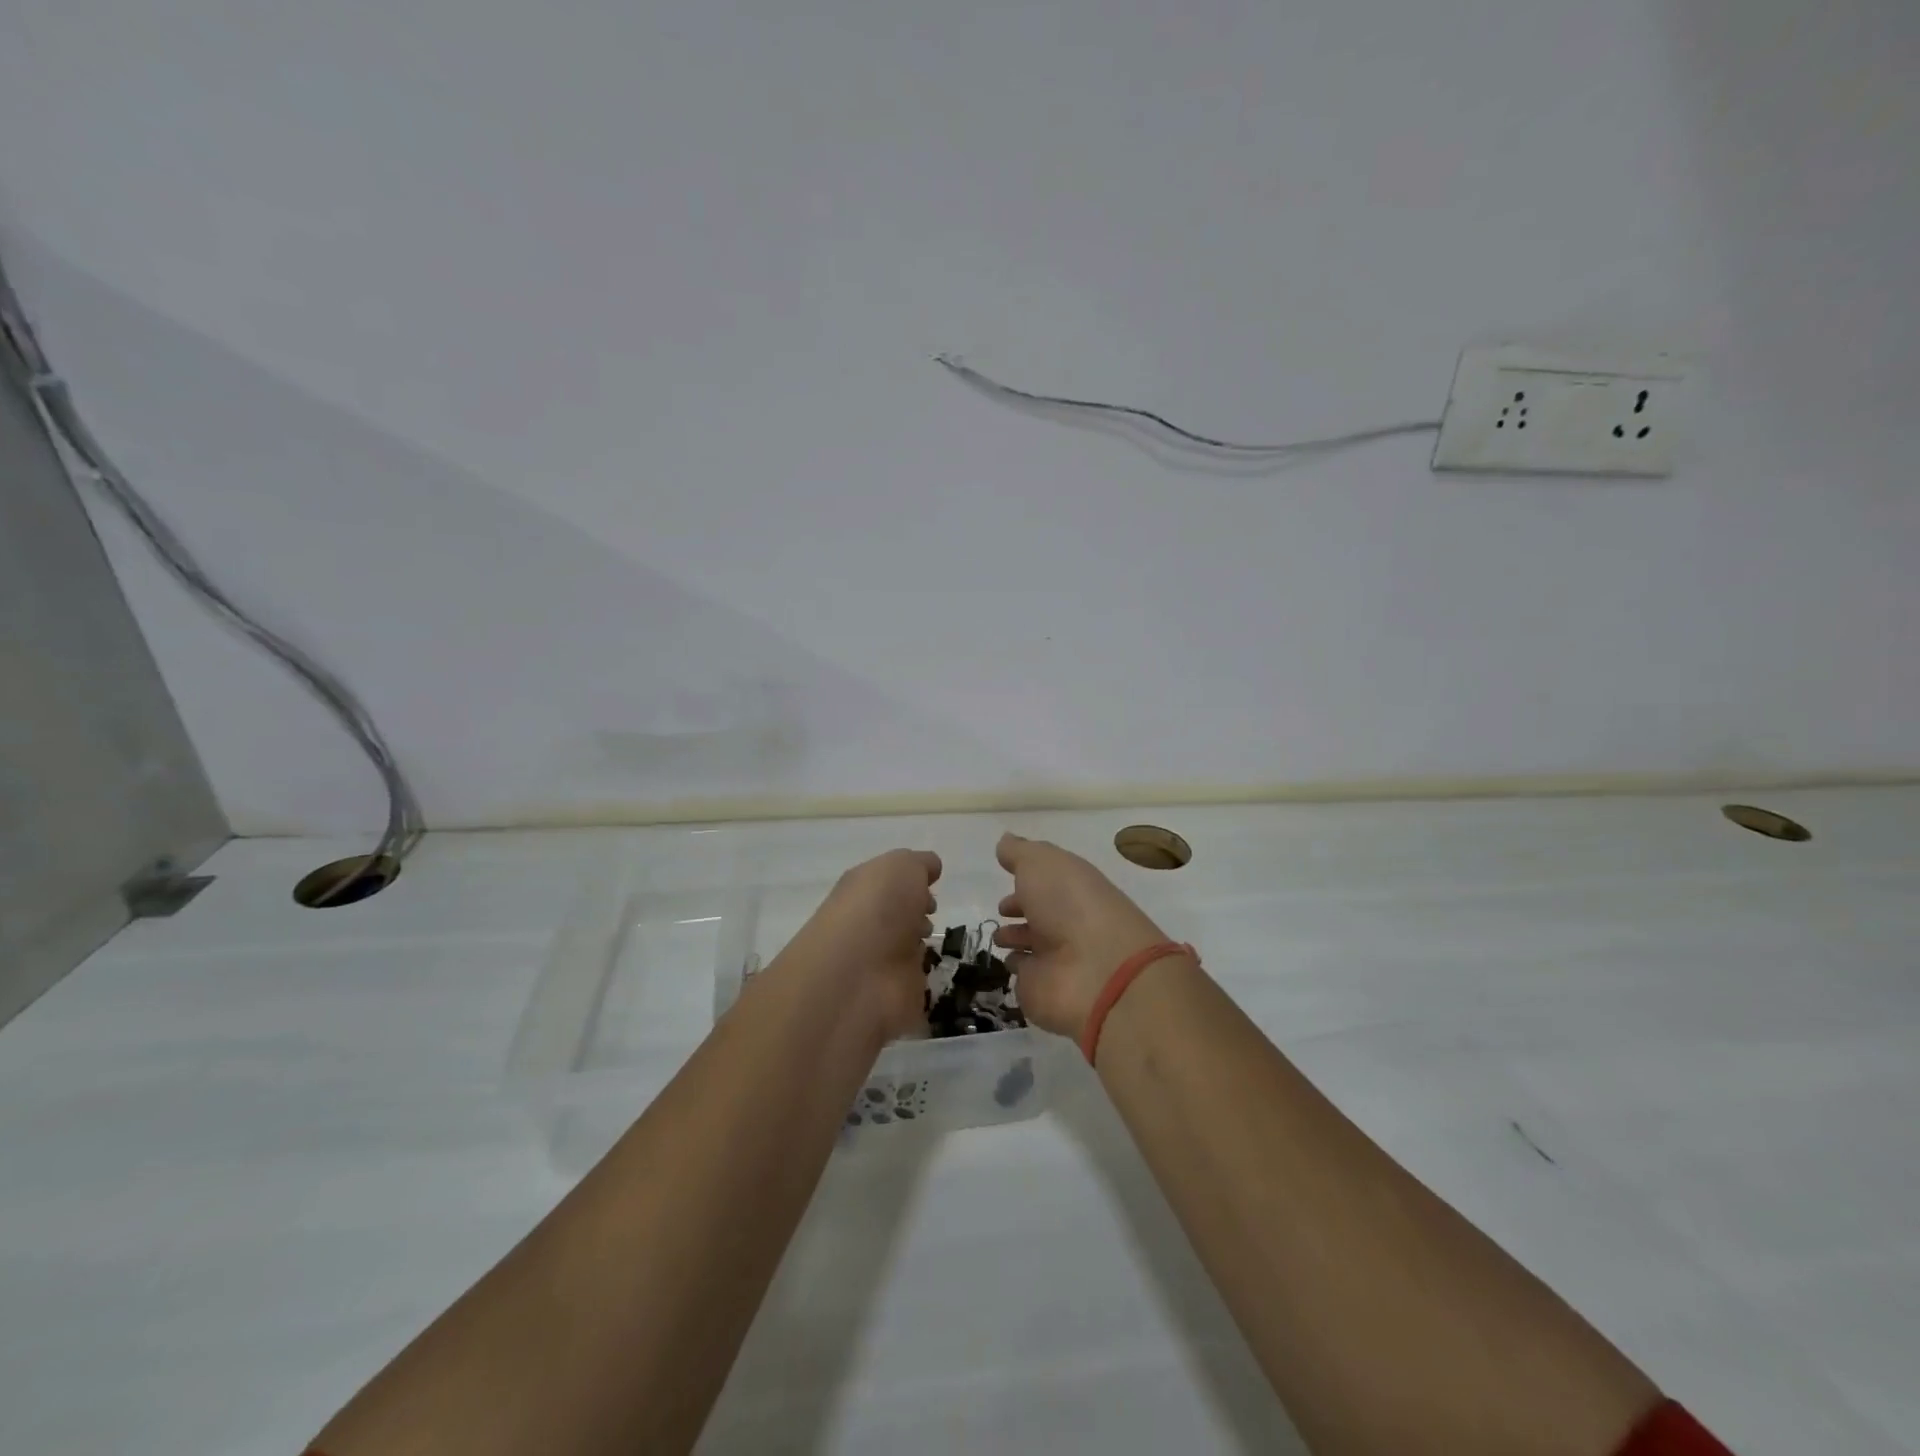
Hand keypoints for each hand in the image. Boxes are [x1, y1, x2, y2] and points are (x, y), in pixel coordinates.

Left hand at [780, 848, 940, 1042]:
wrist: (859, 975)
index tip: (931, 885)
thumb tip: (930, 867)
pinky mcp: (893, 996)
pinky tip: (932, 970)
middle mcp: (867, 924)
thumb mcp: (902, 866)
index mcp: (862, 890)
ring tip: (932, 940)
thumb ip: (919, 863)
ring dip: (918, 943)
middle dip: (915, 912)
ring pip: (903, 947)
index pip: (886, 882)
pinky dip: (923, 976)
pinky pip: (913, 980)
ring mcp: (878, 962)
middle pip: (895, 914)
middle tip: (931, 913)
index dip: (910, 881)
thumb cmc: (878, 908)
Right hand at [993, 833, 1173, 1040]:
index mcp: (1070, 888)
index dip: (1026, 880)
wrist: (1097, 970)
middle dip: (1020, 909)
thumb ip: (1020, 852)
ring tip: (998, 938)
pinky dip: (1017, 967)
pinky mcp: (1042, 989)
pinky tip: (1008, 962)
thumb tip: (1005, 840)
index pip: (1046, 882)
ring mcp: (1055, 958)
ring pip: (1032, 944)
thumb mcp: (1041, 863)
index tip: (1006, 879)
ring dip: (1015, 938)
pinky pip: (1025, 974)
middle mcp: (1065, 921)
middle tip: (1001, 911)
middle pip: (1040, 912)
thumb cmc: (1070, 905)